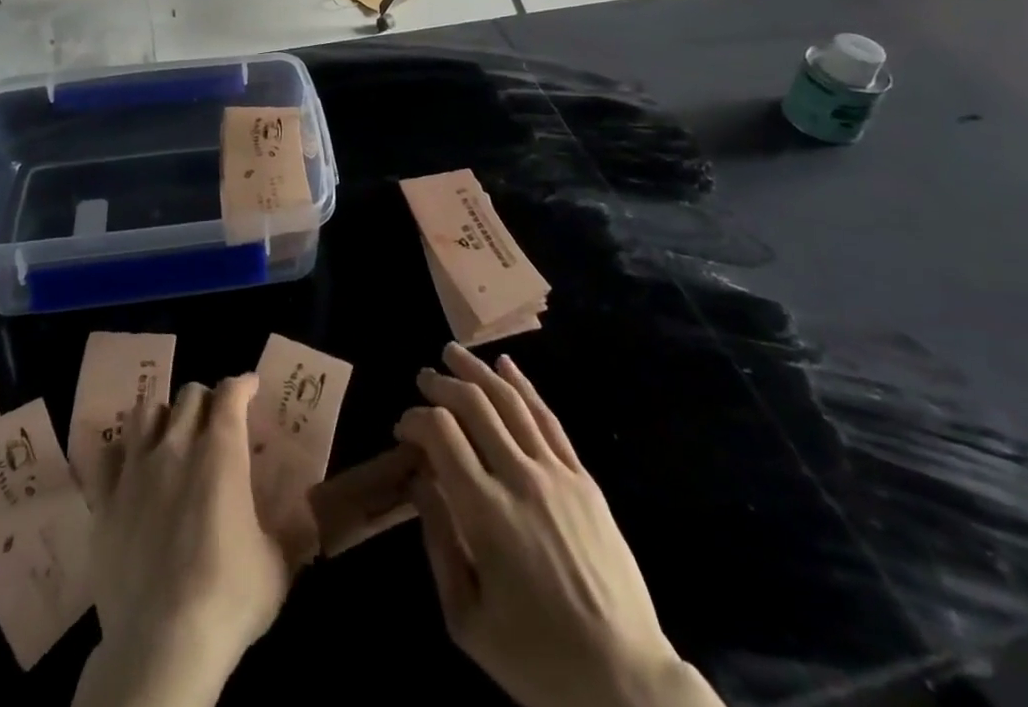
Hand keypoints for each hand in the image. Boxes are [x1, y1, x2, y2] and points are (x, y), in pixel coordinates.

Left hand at [75, 376, 291, 706]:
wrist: (161, 645)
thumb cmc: (229, 598)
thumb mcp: (277, 565)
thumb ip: (290, 531)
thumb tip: (308, 518)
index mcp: (221, 451)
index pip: (230, 392)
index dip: (242, 385)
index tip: (250, 388)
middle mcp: (177, 445)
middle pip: (189, 395)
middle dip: (206, 400)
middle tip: (215, 421)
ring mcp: (136, 470)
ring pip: (145, 412)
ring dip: (163, 417)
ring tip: (171, 435)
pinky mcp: (104, 500)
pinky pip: (108, 455)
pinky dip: (122, 453)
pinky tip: (131, 468)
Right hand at [396, 345, 715, 706]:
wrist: (624, 680)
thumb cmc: (535, 659)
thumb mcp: (467, 618)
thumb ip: (438, 541)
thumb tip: (419, 480)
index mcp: (486, 513)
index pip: (441, 434)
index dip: (416, 420)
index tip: (403, 428)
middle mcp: (521, 479)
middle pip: (474, 405)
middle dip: (442, 384)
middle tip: (423, 378)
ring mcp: (557, 474)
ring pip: (511, 402)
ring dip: (478, 371)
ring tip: (454, 353)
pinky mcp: (584, 479)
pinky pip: (549, 419)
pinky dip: (524, 386)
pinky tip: (507, 367)